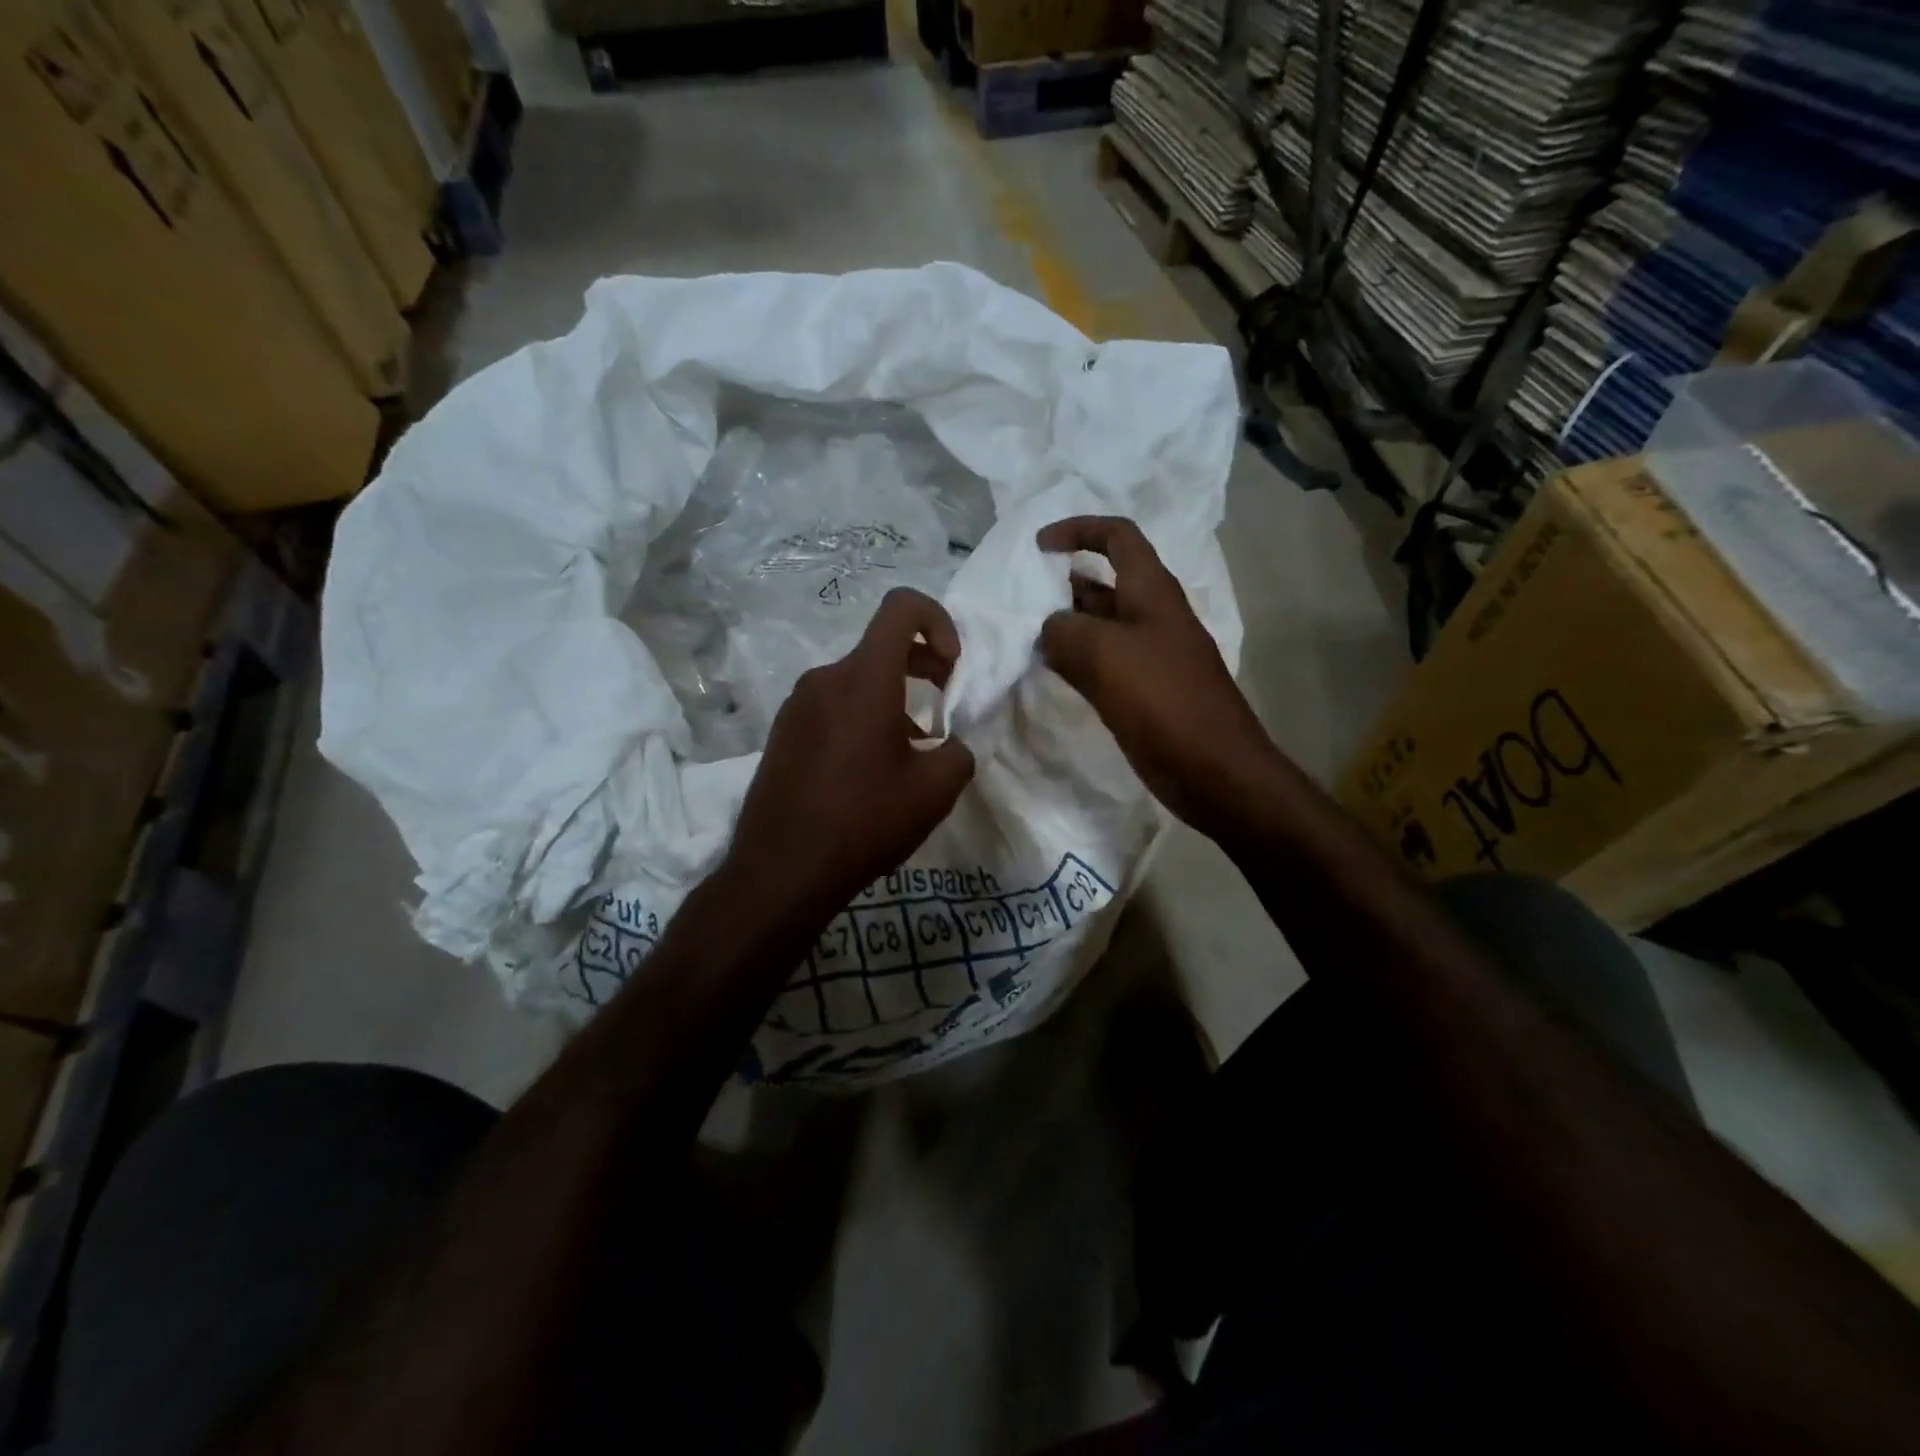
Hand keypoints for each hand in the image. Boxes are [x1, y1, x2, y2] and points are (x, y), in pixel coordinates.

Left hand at [725, 588, 975, 917]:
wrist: (781, 871)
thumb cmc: (864, 822)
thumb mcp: (934, 792)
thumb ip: (958, 755)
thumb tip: (950, 748)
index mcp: (864, 679)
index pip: (902, 608)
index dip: (938, 621)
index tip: (951, 666)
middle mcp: (825, 679)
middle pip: (881, 647)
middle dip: (923, 666)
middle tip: (945, 707)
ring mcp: (797, 705)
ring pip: (857, 681)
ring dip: (893, 700)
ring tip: (911, 753)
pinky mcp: (783, 732)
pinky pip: (833, 707)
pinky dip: (862, 719)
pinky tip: (871, 771)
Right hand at [1037, 516, 1277, 837]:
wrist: (1214, 769)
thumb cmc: (1164, 701)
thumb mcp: (1105, 655)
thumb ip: (1064, 632)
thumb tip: (1048, 629)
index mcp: (1151, 591)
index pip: (1117, 536)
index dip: (1079, 530)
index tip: (1038, 547)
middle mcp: (1151, 615)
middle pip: (1103, 582)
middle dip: (1061, 583)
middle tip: (1017, 600)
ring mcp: (1148, 655)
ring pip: (1098, 626)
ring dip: (1063, 625)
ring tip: (1021, 634)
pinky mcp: (1142, 690)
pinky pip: (1101, 663)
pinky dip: (1074, 660)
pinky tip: (1047, 670)